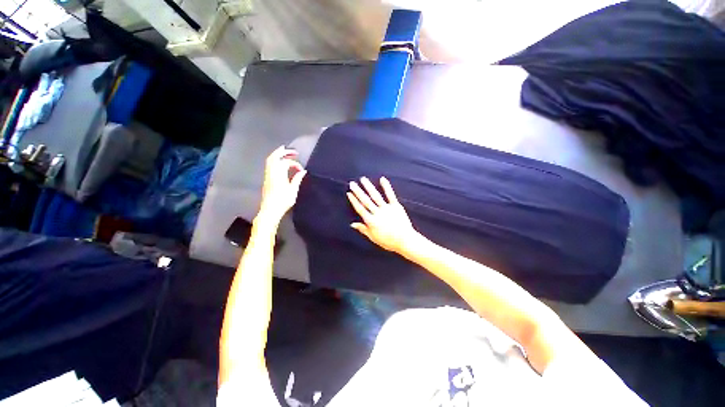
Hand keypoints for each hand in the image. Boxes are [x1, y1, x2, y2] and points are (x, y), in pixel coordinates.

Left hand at [258, 146, 306, 220]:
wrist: (270, 210)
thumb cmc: (282, 201)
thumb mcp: (293, 190)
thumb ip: (297, 179)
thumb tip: (303, 171)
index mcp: (278, 174)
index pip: (286, 163)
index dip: (295, 164)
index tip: (301, 170)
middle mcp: (271, 172)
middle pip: (275, 157)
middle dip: (284, 152)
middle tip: (293, 151)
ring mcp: (267, 175)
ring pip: (270, 160)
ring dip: (278, 154)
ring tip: (285, 151)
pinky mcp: (266, 179)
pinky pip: (269, 165)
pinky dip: (274, 160)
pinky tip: (279, 162)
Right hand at [347, 176, 417, 252]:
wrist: (405, 240)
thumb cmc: (388, 241)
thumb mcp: (373, 237)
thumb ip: (363, 229)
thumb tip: (352, 224)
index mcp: (371, 221)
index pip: (360, 209)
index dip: (354, 200)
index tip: (349, 193)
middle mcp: (377, 213)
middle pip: (365, 200)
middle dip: (358, 191)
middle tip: (352, 183)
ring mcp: (387, 209)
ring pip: (375, 196)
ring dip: (368, 187)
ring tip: (363, 179)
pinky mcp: (396, 206)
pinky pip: (390, 195)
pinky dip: (386, 187)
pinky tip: (382, 179)